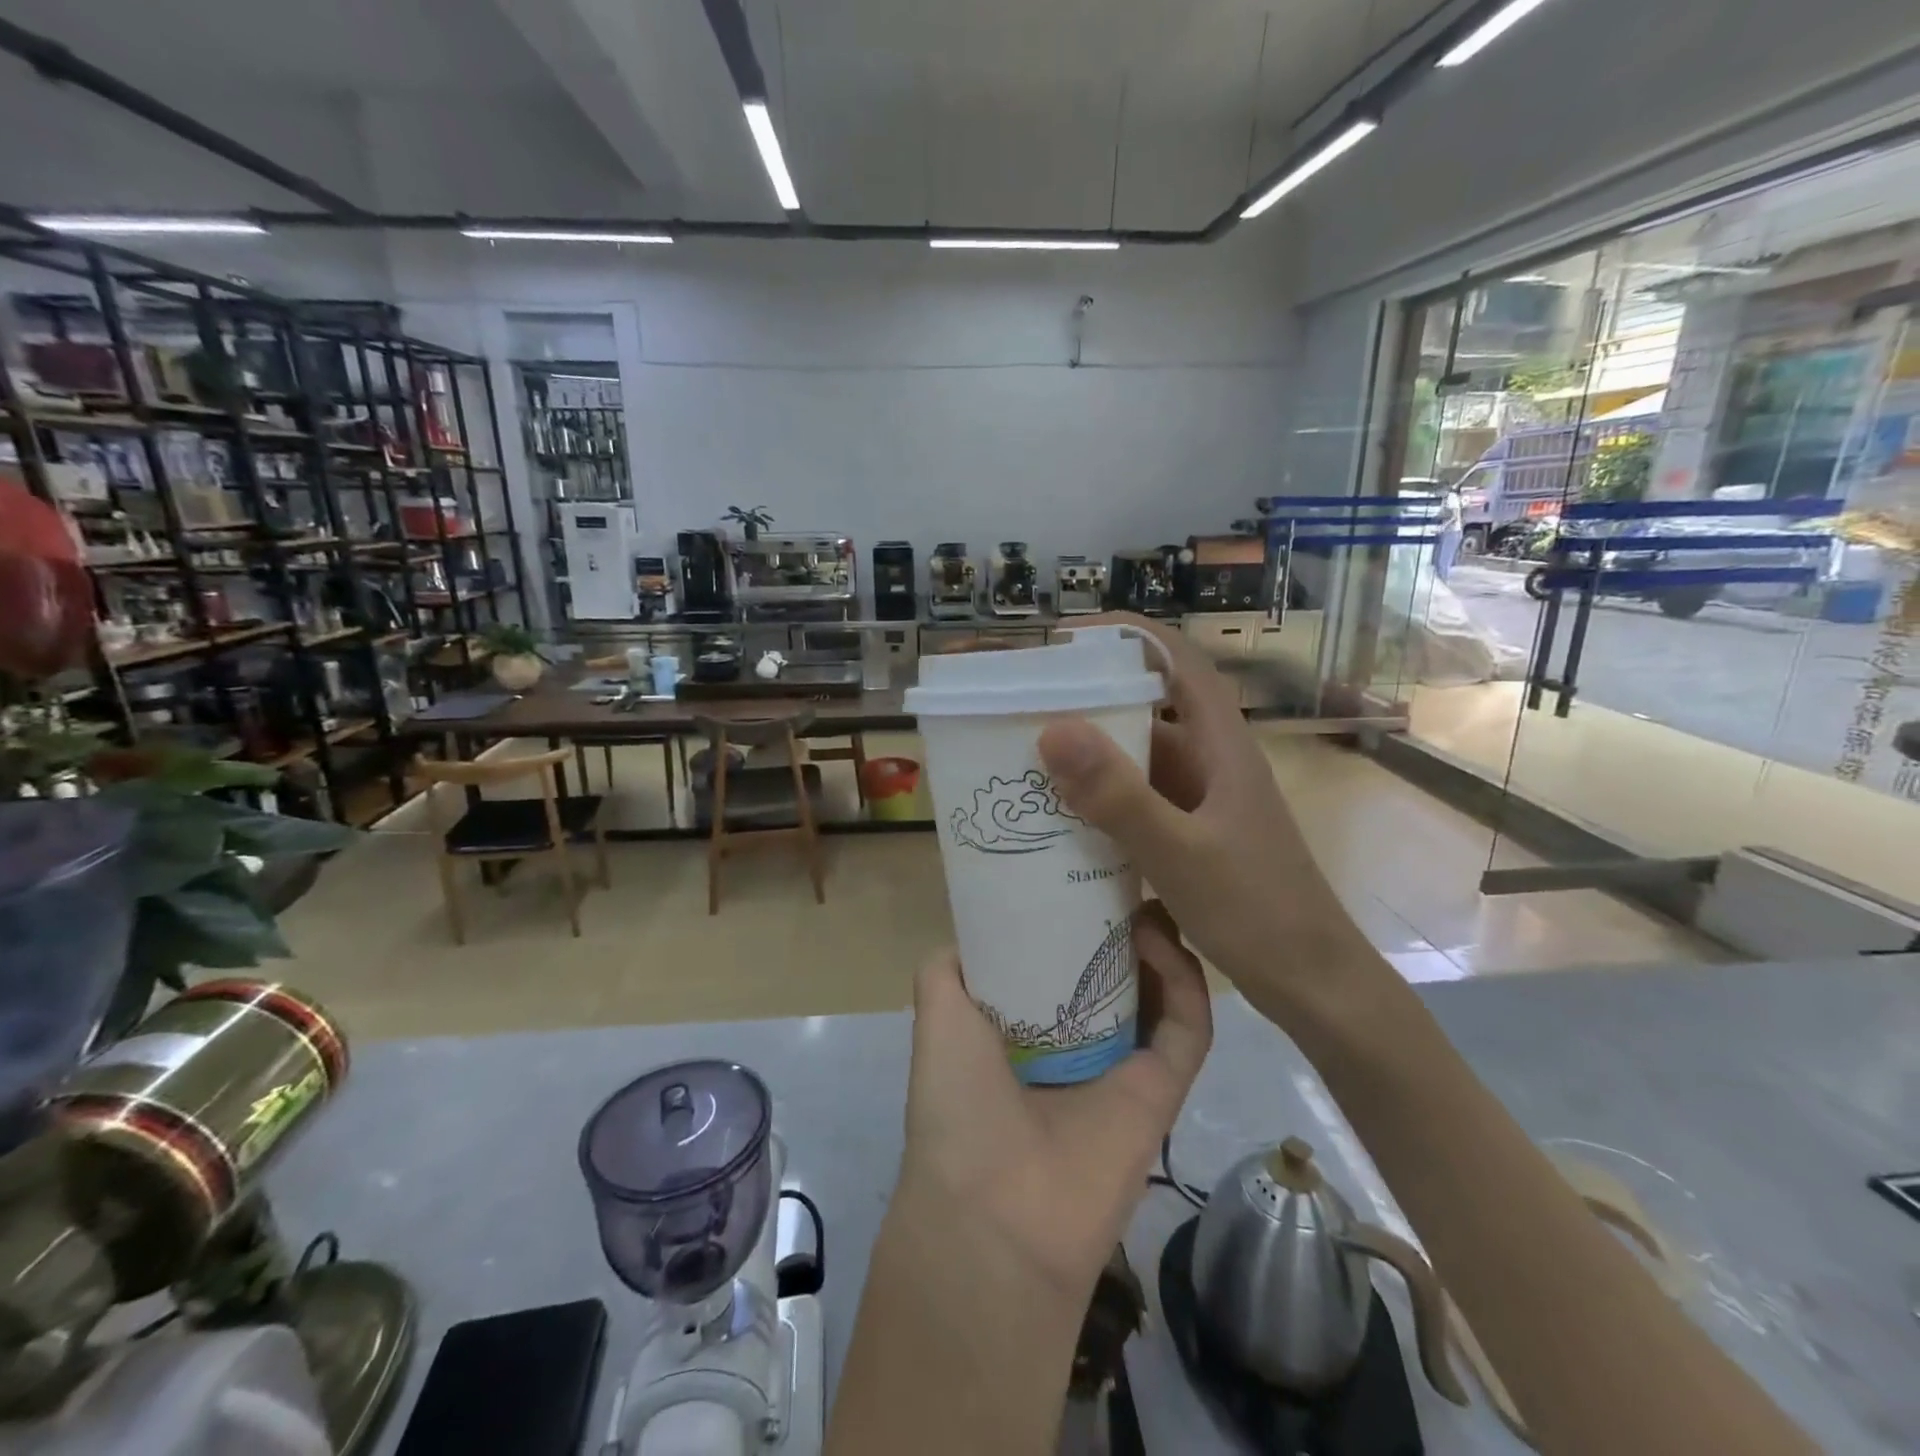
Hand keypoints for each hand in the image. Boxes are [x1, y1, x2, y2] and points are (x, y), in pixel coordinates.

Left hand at [895, 902, 1211, 1302]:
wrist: (993, 1210)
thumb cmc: (957, 1102)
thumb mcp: (937, 1015)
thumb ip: (948, 966)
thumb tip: (976, 928)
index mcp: (1028, 1028)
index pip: (1062, 962)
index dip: (1074, 917)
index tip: (1083, 868)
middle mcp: (1078, 1043)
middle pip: (1116, 973)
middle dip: (1123, 925)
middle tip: (1127, 875)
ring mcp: (1125, 1067)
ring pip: (1160, 994)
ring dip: (1160, 946)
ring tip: (1149, 899)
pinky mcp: (1165, 1090)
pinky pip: (1189, 1029)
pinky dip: (1185, 983)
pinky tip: (1160, 940)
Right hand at [1037, 615, 1387, 1022]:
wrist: (1314, 985)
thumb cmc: (1258, 911)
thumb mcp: (1181, 853)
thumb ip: (1119, 796)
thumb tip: (1052, 728)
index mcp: (1221, 746)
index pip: (1179, 662)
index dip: (1130, 635)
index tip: (1069, 637)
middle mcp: (1210, 763)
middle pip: (1149, 708)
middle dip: (1091, 699)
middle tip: (1025, 704)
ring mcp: (1201, 802)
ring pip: (1140, 760)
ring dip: (1092, 754)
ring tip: (1028, 757)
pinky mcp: (1191, 837)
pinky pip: (1138, 803)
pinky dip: (1102, 802)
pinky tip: (1062, 820)